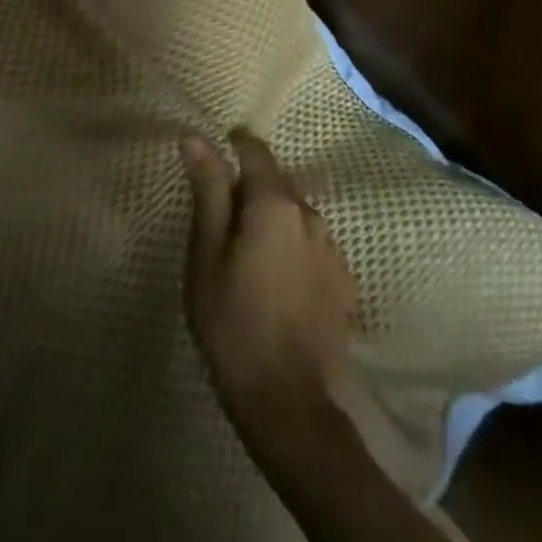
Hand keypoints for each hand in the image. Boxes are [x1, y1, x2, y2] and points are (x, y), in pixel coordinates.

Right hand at [181, 130, 359, 435]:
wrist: (289, 404)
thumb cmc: (233, 324)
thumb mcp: (206, 256)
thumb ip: (207, 192)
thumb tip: (196, 137)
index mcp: (273, 204)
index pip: (255, 151)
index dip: (235, 144)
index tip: (218, 148)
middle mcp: (310, 214)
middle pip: (276, 184)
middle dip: (251, 189)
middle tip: (222, 217)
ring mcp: (332, 249)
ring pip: (296, 216)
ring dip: (274, 221)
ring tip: (249, 255)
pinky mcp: (344, 282)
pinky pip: (312, 247)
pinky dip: (293, 250)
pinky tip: (278, 283)